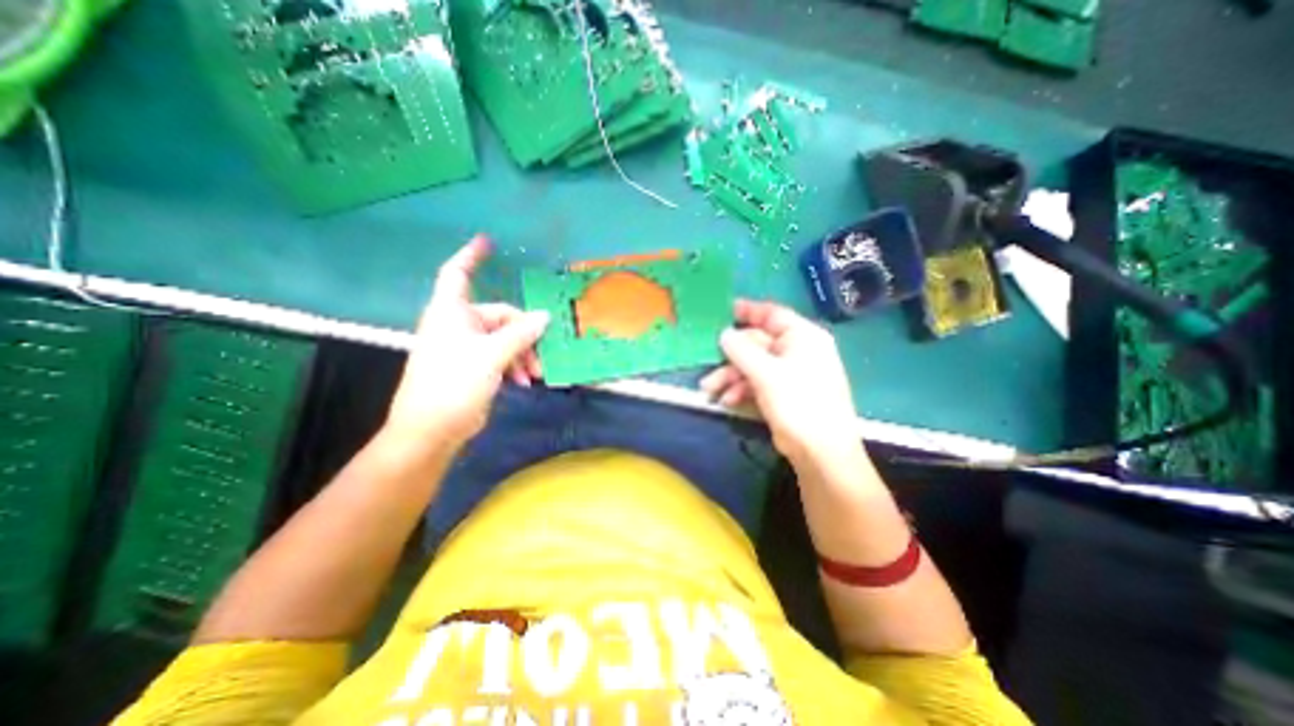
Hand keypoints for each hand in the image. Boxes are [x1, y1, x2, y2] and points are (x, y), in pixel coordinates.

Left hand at [381, 239, 547, 451]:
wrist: (431, 429)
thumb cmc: (453, 383)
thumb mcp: (491, 355)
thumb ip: (520, 334)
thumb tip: (545, 316)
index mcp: (452, 312)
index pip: (458, 273)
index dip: (471, 255)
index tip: (488, 241)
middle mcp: (458, 324)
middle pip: (499, 316)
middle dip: (523, 335)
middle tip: (541, 354)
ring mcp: (465, 346)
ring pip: (504, 339)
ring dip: (522, 354)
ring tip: (534, 375)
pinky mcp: (472, 366)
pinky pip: (500, 356)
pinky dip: (514, 365)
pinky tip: (524, 381)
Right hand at [699, 297, 857, 457]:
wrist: (820, 452)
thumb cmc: (798, 403)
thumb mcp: (767, 373)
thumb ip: (742, 350)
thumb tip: (724, 334)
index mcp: (803, 337)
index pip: (772, 314)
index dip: (747, 311)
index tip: (721, 312)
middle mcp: (797, 351)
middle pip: (756, 344)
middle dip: (730, 357)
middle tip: (707, 364)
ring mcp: (789, 373)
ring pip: (753, 365)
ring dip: (731, 376)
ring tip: (710, 390)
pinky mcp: (782, 393)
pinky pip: (756, 382)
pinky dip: (741, 390)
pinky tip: (727, 401)